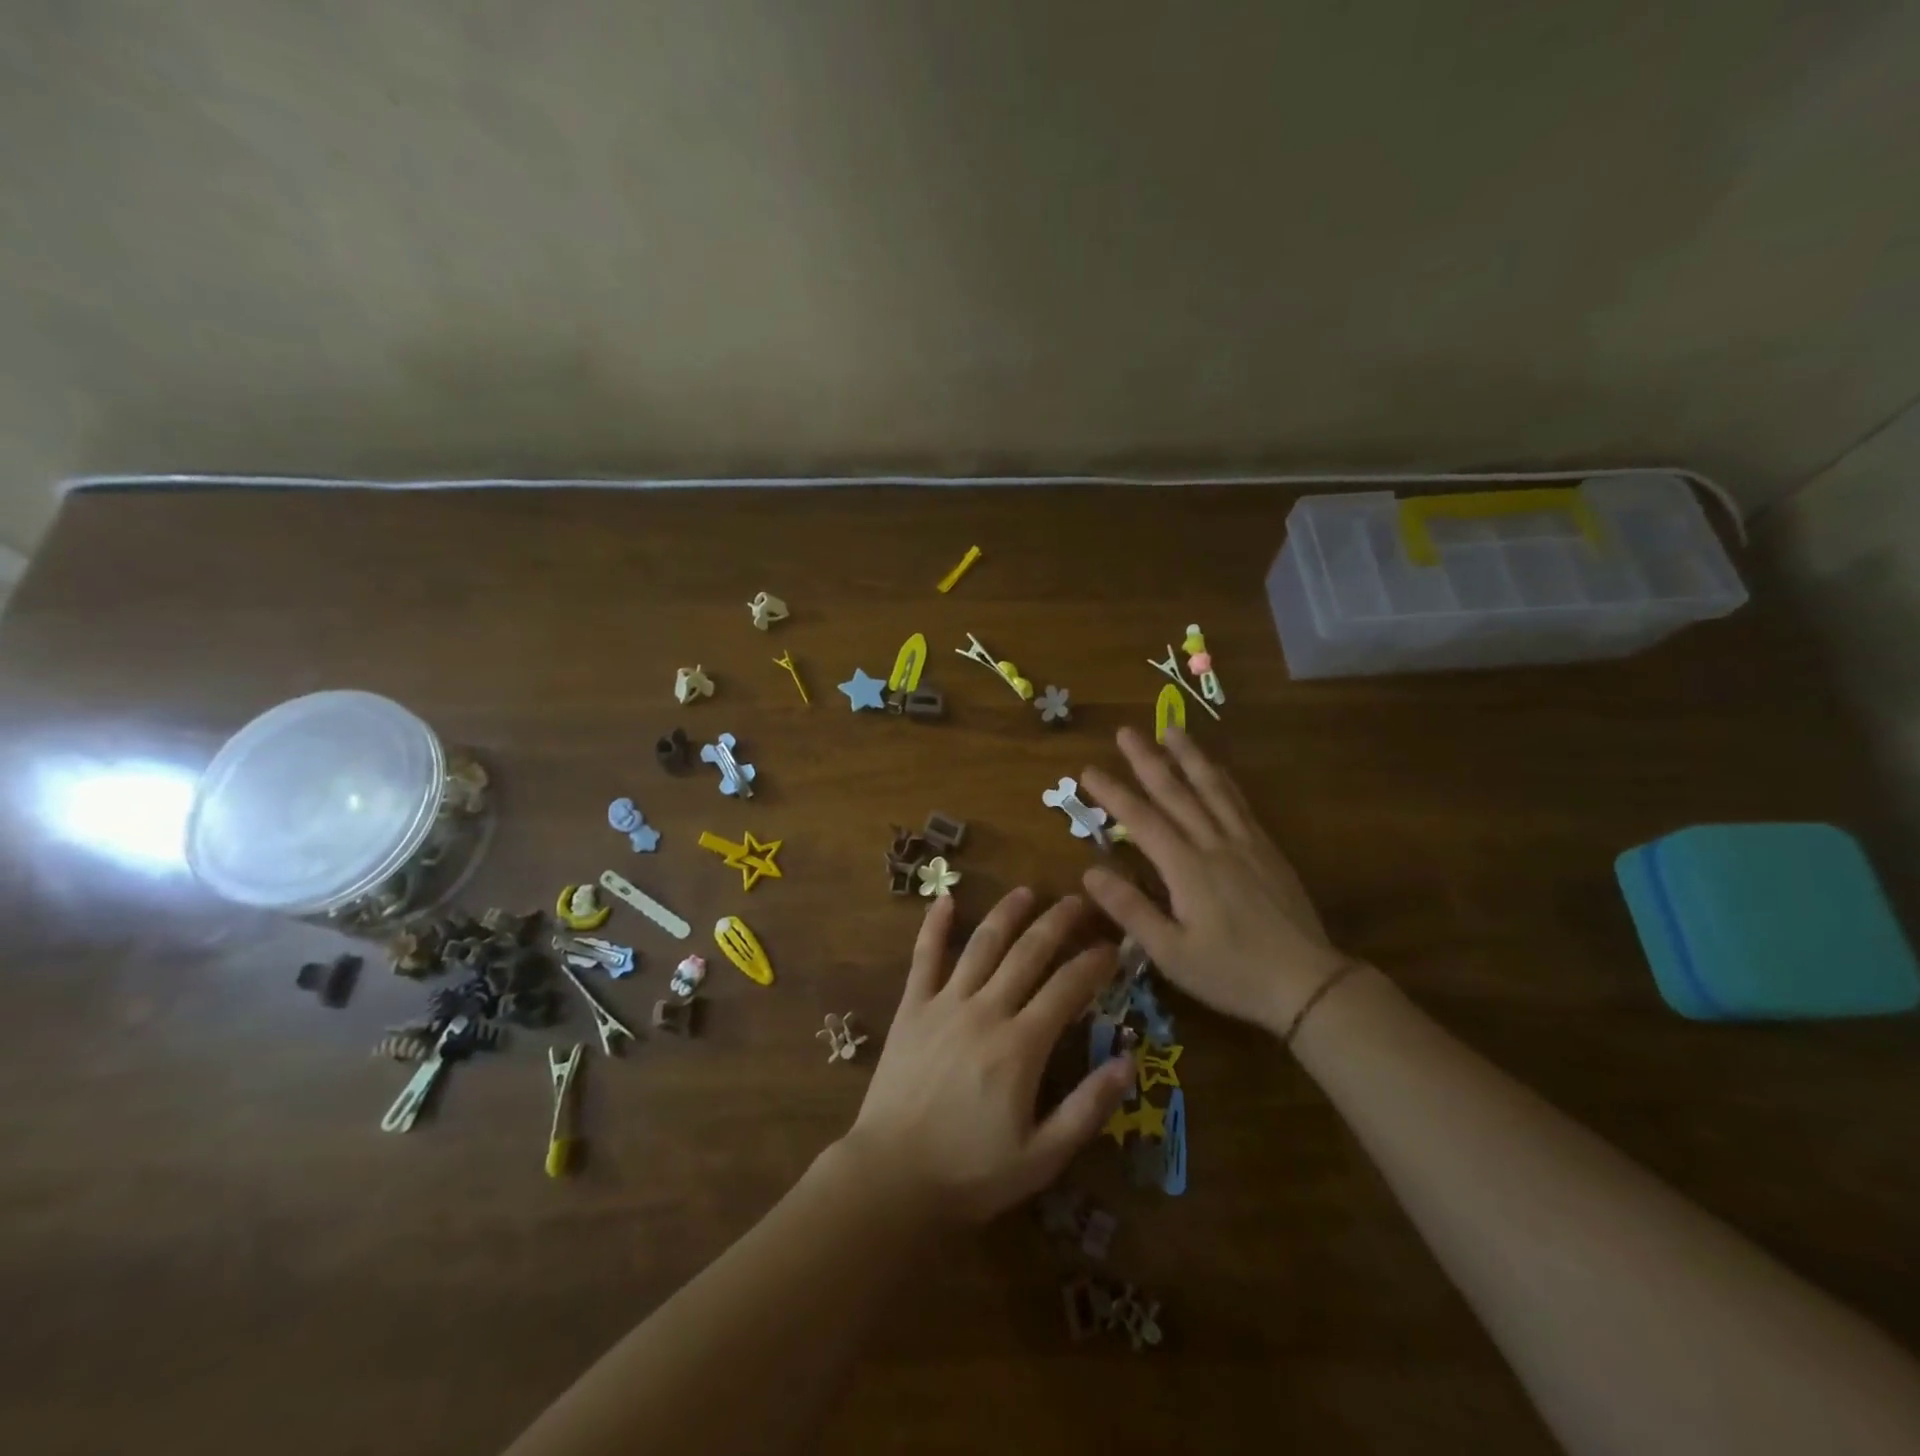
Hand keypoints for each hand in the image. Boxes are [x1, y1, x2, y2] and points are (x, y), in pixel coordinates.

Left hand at [843, 889, 1135, 1223]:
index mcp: (1020, 1046)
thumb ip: (1087, 1108)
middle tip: (1078, 902)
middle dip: (1057, 923)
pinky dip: (934, 926)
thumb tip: (1128, 1062)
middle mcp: (985, 1011)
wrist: (891, 1177)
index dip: (1094, 964)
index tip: (1113, 947)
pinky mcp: (911, 1008)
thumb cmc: (970, 1172)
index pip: (1067, 989)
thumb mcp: (1042, 1157)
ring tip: (1026, 892)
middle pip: (1028, 953)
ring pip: (982, 945)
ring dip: (1006, 914)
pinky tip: (944, 899)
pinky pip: (924, 957)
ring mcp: (944, 1004)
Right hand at [1081, 726, 1352, 1035]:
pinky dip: (1222, 779)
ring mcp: (1244, 843)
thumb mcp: (1171, 953)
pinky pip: (1239, 803)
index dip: (1113, 793)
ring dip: (1189, 757)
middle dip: (1147, 760)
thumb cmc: (1231, 973)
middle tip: (1126, 732)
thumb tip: (1090, 872)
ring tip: (1171, 729)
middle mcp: (1214, 844)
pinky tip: (1216, 769)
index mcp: (1186, 869)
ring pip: (1212, 788)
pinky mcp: (1266, 849)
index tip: (1088, 770)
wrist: (1307, 983)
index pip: (1141, 820)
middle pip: (1176, 792)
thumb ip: (1130, 910)